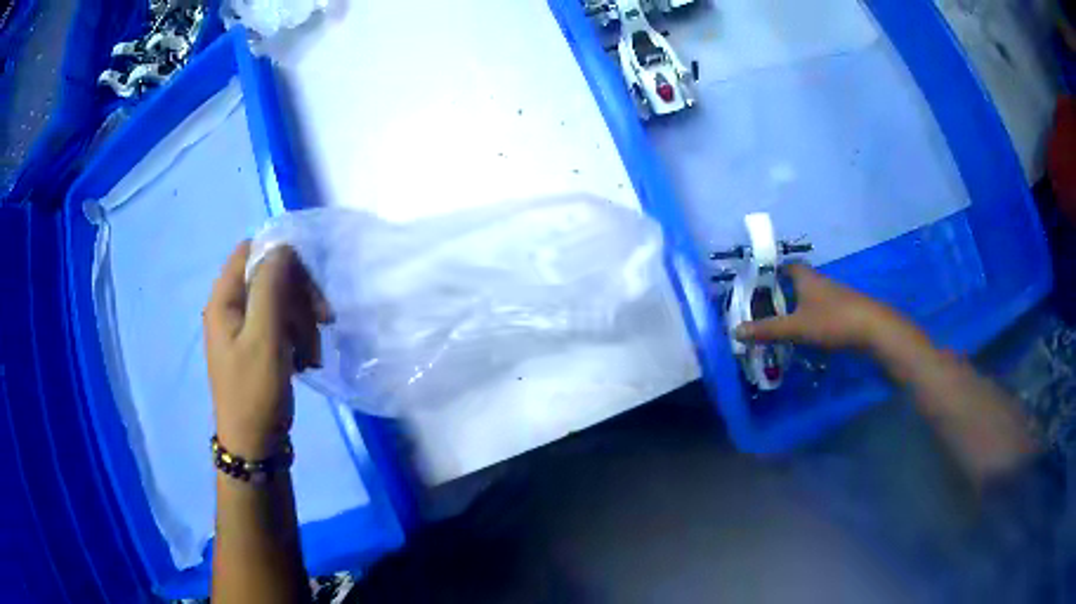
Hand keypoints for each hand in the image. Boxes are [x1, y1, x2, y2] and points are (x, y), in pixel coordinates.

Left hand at [203, 241, 330, 458]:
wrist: (254, 446)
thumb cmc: (255, 391)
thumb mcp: (264, 336)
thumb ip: (271, 286)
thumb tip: (283, 247)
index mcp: (224, 300)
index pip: (250, 251)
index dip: (281, 257)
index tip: (308, 282)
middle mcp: (230, 308)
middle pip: (269, 277)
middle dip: (299, 295)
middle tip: (324, 320)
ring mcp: (243, 329)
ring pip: (279, 303)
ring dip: (303, 321)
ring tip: (313, 354)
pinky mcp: (256, 348)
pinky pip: (280, 326)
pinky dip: (297, 338)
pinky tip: (306, 361)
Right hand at [735, 264, 914, 351]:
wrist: (872, 328)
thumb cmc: (832, 320)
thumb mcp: (796, 327)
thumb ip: (767, 330)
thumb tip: (735, 331)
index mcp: (806, 278)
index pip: (787, 265)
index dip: (773, 270)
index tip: (760, 282)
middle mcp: (820, 281)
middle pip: (799, 281)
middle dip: (784, 291)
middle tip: (767, 307)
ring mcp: (835, 295)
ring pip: (812, 296)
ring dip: (799, 305)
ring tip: (784, 323)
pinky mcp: (846, 309)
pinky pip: (823, 309)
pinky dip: (813, 317)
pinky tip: (809, 333)